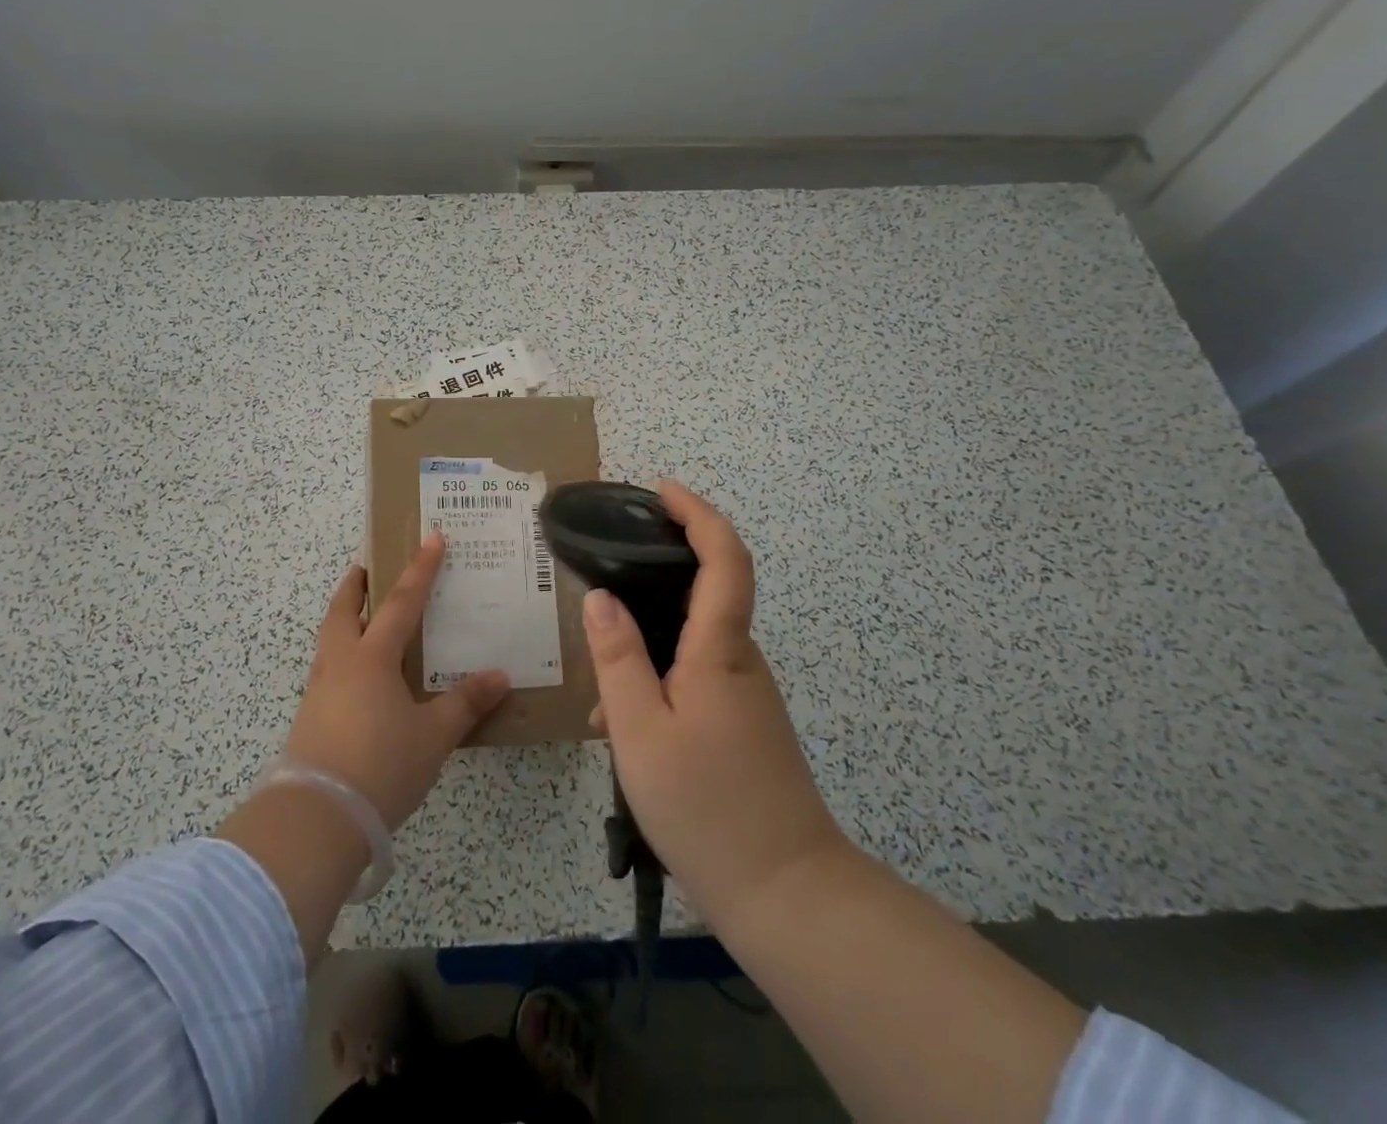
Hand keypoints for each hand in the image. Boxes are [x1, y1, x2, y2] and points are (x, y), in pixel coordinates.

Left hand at [284, 532, 511, 829]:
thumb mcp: (433, 736)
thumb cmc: (380, 766)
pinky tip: (358, 676)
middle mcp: (341, 662)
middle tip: (368, 566)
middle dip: (357, 583)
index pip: (401, 601)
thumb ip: (465, 703)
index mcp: (372, 657)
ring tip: (363, 617)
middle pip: (344, 608)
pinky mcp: (309, 716)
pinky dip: (342, 653)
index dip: (420, 569)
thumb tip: (500, 675)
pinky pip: (328, 667)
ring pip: (330, 637)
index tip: (432, 537)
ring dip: (345, 617)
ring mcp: (319, 689)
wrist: (315, 818)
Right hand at [584, 481, 848, 927]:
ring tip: (601, 701)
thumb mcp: (640, 730)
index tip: (662, 491)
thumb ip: (618, 657)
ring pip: (691, 645)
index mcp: (721, 651)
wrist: (787, 895)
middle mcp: (741, 661)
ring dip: (646, 650)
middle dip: (655, 577)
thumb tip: (600, 596)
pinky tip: (623, 732)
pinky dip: (657, 684)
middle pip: (706, 592)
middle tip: (605, 579)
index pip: (724, 558)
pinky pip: (695, 679)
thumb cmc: (707, 805)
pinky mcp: (743, 724)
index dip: (698, 514)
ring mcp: (746, 695)